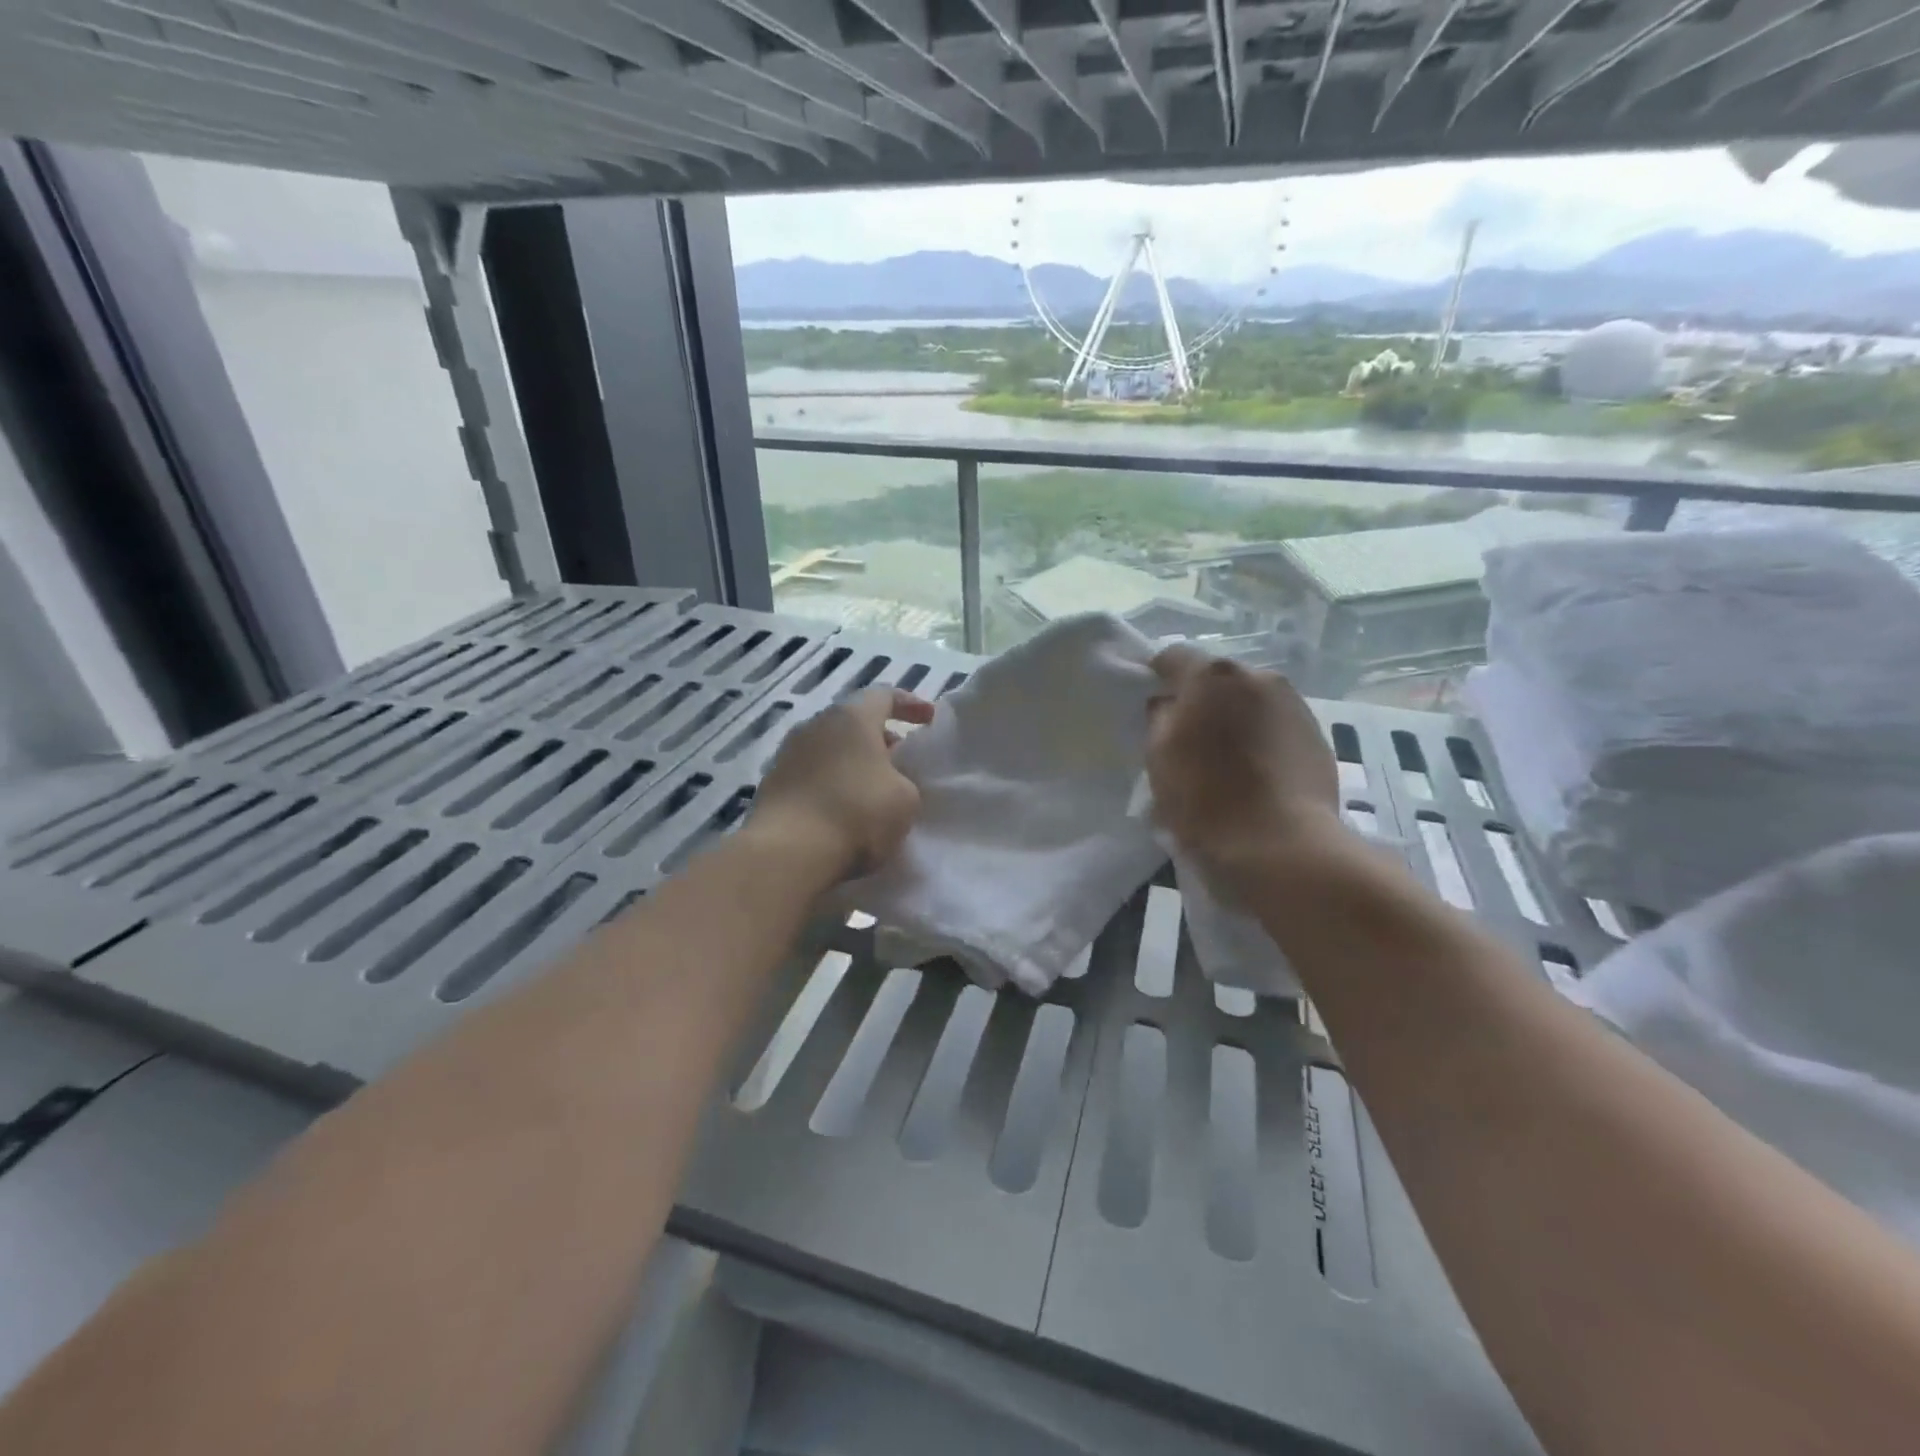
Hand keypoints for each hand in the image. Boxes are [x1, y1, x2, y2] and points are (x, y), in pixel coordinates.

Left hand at [747, 686, 934, 878]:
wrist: (788, 852)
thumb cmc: (857, 814)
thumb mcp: (905, 799)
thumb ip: (904, 780)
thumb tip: (888, 782)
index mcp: (852, 718)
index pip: (884, 696)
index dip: (909, 704)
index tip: (928, 719)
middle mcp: (816, 725)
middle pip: (853, 722)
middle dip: (879, 737)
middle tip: (899, 759)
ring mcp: (788, 754)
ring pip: (829, 748)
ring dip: (852, 761)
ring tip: (871, 787)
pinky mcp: (772, 784)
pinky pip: (811, 774)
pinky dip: (830, 783)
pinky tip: (842, 809)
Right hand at [1146, 646, 1344, 877]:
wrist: (1280, 845)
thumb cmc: (1205, 797)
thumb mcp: (1158, 756)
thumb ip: (1159, 717)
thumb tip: (1167, 704)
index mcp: (1213, 676)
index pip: (1173, 657)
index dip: (1157, 677)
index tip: (1151, 706)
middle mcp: (1259, 677)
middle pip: (1218, 679)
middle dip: (1202, 700)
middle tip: (1189, 738)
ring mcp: (1295, 704)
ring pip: (1251, 701)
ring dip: (1236, 718)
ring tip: (1226, 760)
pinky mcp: (1318, 736)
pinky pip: (1277, 726)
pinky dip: (1263, 739)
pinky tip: (1257, 774)